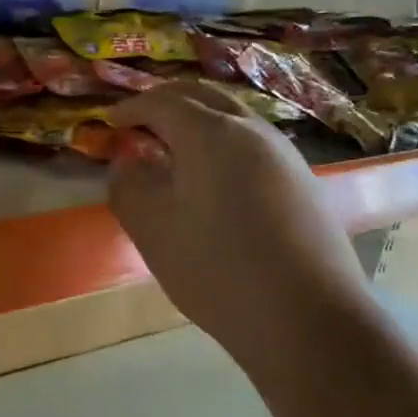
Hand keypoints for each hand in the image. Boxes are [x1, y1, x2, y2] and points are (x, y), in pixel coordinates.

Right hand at [106, 82, 367, 350]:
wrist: (309, 319)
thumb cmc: (218, 268)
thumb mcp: (152, 228)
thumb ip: (128, 186)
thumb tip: (127, 163)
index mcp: (211, 133)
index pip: (162, 102)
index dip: (131, 108)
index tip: (108, 122)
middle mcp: (252, 131)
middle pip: (203, 97)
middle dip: (166, 102)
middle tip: (138, 122)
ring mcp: (285, 155)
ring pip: (232, 118)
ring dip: (197, 121)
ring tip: (171, 150)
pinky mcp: (303, 183)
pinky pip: (252, 145)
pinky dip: (221, 145)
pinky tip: (211, 180)